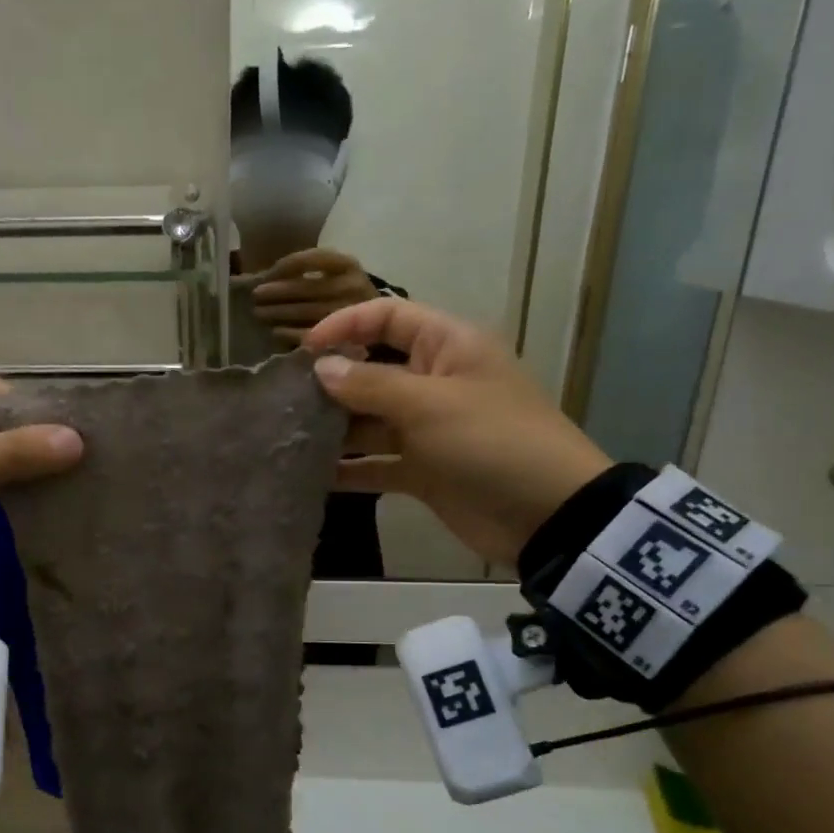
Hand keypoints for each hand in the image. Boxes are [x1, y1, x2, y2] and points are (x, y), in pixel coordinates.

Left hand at [250, 248, 379, 345]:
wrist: (383, 329)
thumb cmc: (347, 299)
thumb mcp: (335, 276)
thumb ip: (308, 273)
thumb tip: (266, 276)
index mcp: (349, 265)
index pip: (311, 259)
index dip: (284, 266)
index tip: (266, 273)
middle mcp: (353, 286)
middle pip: (306, 287)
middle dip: (276, 292)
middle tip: (255, 296)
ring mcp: (351, 314)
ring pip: (307, 311)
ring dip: (278, 313)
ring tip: (259, 314)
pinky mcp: (348, 339)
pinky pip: (312, 335)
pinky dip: (289, 333)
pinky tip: (275, 333)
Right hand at [304, 298, 611, 568]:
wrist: (546, 515)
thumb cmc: (491, 442)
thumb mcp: (430, 406)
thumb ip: (371, 386)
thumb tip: (322, 368)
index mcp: (448, 347)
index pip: (388, 317)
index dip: (345, 326)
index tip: (303, 350)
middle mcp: (435, 382)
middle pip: (373, 370)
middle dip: (333, 382)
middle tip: (286, 399)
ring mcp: (428, 429)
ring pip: (371, 420)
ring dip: (336, 429)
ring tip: (289, 436)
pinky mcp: (423, 470)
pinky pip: (377, 462)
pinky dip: (351, 469)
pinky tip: (312, 475)